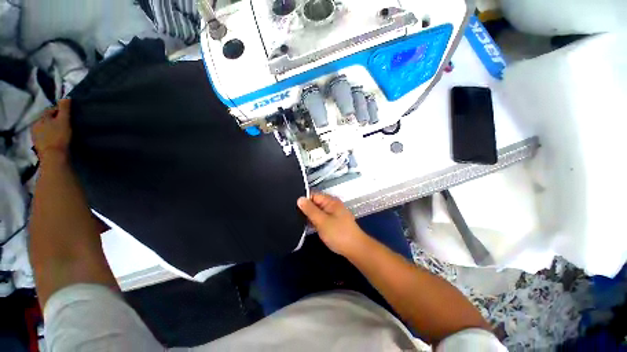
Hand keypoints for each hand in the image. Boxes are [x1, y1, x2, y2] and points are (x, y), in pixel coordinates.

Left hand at [32, 99, 71, 160]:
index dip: (59, 111)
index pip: (50, 110)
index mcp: (41, 118)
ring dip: (52, 129)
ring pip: (45, 129)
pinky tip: (56, 140)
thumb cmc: (59, 136)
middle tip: (65, 124)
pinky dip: (50, 137)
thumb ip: (64, 108)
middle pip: (47, 120)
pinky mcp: (39, 146)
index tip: (68, 114)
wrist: (54, 157)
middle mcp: (35, 125)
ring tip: (61, 133)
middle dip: (54, 120)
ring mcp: (35, 137)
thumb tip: (66, 97)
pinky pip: (45, 138)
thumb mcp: (64, 120)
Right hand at [297, 193, 367, 256]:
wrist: (355, 249)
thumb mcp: (321, 221)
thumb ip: (310, 210)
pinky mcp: (333, 222)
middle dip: (306, 208)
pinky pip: (321, 218)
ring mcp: (333, 213)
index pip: (313, 195)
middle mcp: (332, 205)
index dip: (303, 200)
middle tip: (293, 215)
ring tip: (297, 220)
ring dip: (310, 215)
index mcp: (330, 201)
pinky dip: (315, 220)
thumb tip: (299, 199)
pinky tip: (307, 225)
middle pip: (315, 202)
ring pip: (317, 211)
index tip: (293, 207)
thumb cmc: (338, 233)